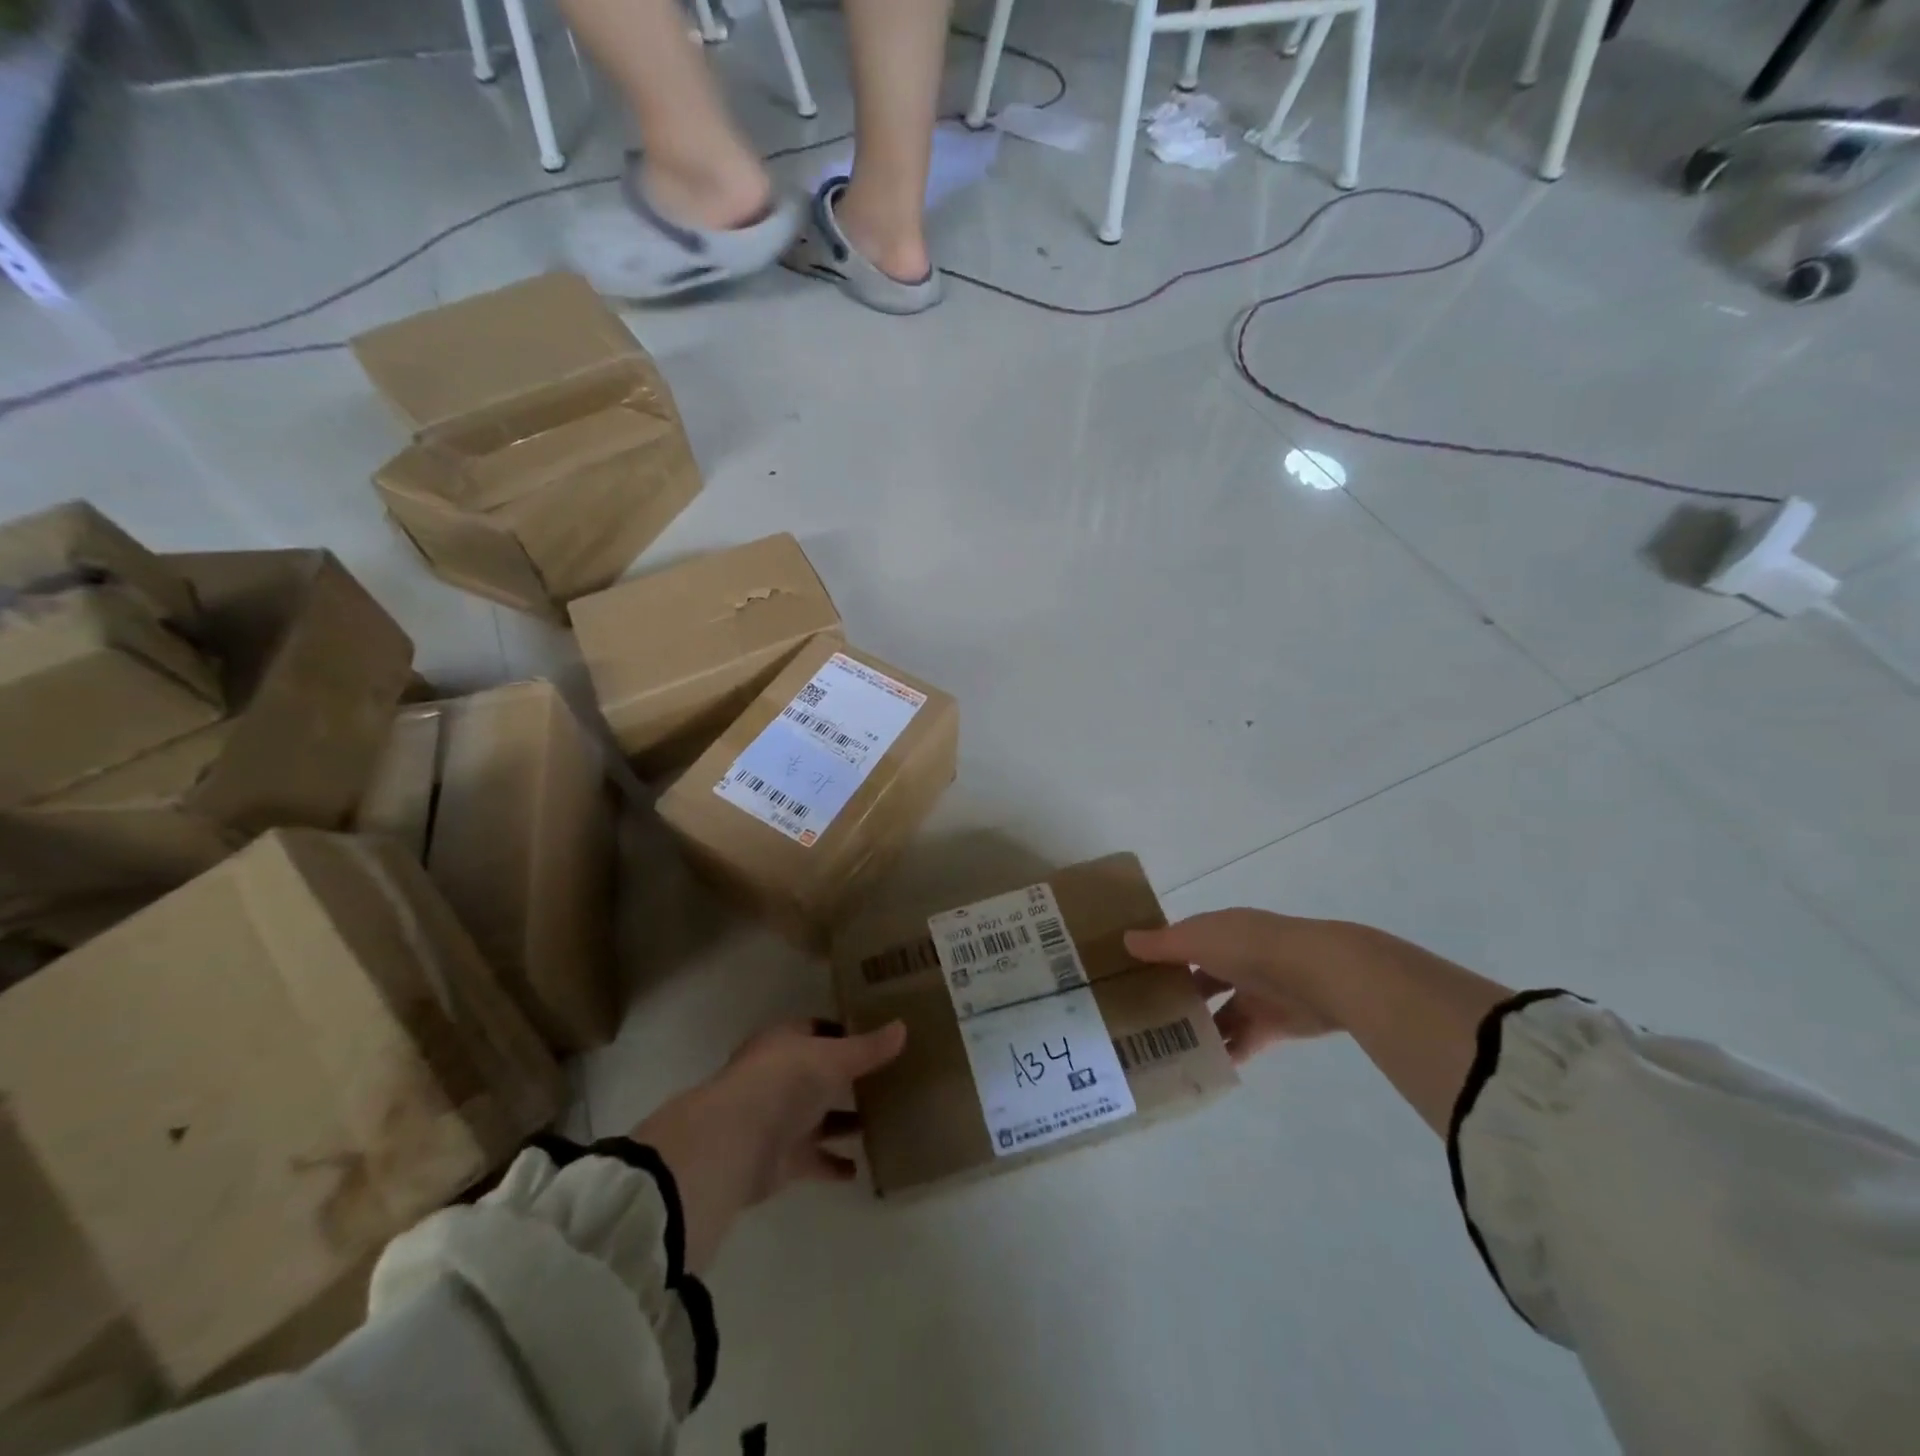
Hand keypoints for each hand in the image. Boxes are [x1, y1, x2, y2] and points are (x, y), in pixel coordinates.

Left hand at [633, 1019, 905, 1271]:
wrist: (735, 1142)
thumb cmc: (783, 1081)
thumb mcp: (833, 1057)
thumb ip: (868, 1048)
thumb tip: (904, 1027)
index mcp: (785, 1043)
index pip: (818, 1030)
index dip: (845, 1032)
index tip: (877, 1036)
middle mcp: (780, 1077)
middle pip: (820, 1075)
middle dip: (849, 1079)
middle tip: (890, 1080)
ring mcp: (779, 1120)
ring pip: (819, 1118)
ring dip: (845, 1122)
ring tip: (885, 1122)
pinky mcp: (781, 1160)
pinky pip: (815, 1160)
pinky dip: (834, 1164)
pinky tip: (861, 1168)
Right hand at [1125, 910, 1343, 1064]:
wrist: (1318, 974)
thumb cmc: (1248, 948)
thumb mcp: (1196, 940)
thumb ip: (1162, 944)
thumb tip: (1126, 939)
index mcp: (1218, 933)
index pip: (1182, 942)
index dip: (1159, 956)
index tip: (1129, 976)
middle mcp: (1235, 959)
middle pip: (1199, 979)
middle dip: (1176, 996)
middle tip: (1140, 1018)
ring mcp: (1255, 992)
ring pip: (1219, 1013)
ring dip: (1198, 1028)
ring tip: (1162, 1048)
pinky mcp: (1271, 1024)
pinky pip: (1242, 1041)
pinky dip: (1225, 1052)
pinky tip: (1198, 1066)